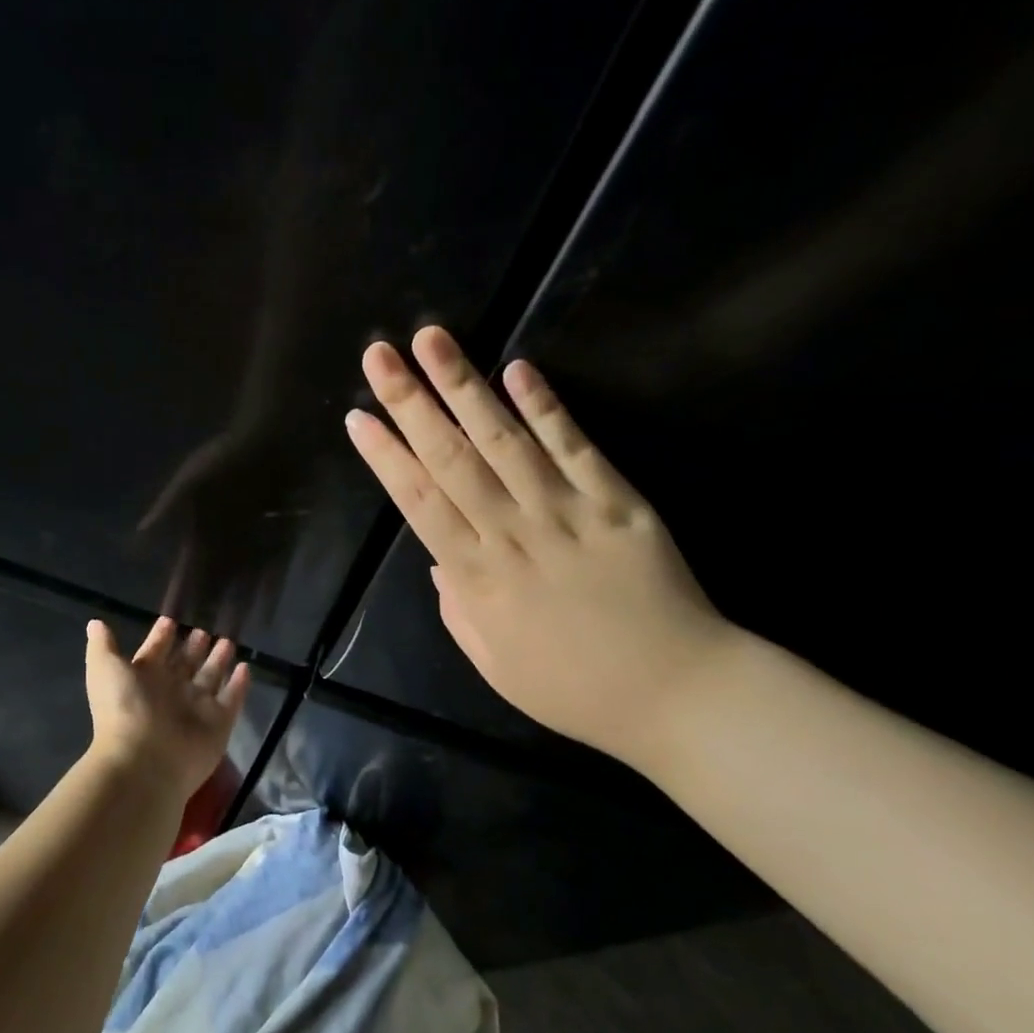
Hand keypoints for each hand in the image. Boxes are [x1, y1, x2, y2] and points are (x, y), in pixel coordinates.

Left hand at [84, 616, 251, 801]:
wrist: (144, 761)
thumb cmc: (124, 709)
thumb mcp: (105, 669)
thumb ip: (102, 645)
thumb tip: (95, 623)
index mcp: (143, 678)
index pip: (155, 652)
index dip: (161, 637)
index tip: (170, 621)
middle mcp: (170, 692)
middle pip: (185, 664)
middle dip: (194, 647)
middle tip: (205, 630)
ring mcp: (196, 708)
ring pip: (210, 678)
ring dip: (218, 660)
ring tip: (228, 642)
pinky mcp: (219, 724)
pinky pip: (232, 699)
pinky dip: (239, 684)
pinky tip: (246, 667)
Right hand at [344, 325, 737, 769]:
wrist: (676, 693)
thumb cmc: (574, 689)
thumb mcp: (495, 667)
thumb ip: (459, 611)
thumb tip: (438, 562)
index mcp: (478, 579)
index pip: (419, 503)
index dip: (386, 457)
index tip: (357, 417)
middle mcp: (513, 534)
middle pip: (451, 458)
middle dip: (410, 403)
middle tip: (378, 355)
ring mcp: (566, 512)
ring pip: (504, 440)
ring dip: (464, 386)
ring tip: (433, 340)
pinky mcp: (617, 501)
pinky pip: (575, 446)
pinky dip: (546, 406)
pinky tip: (519, 368)